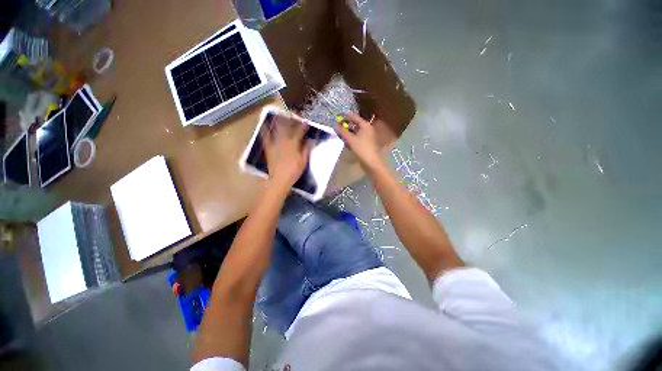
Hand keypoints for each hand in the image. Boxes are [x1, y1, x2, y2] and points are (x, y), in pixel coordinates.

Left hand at [262, 113, 311, 187]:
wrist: (279, 179)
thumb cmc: (294, 171)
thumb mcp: (303, 161)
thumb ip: (307, 149)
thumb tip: (311, 140)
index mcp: (294, 144)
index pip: (299, 132)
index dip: (303, 127)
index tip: (306, 123)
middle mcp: (284, 141)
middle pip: (287, 128)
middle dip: (290, 120)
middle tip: (292, 115)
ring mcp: (275, 144)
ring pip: (276, 130)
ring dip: (278, 121)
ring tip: (279, 115)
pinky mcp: (269, 148)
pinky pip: (266, 138)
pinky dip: (265, 131)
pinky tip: (264, 125)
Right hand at [334, 113, 380, 169]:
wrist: (370, 162)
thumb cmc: (361, 149)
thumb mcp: (350, 139)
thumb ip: (343, 132)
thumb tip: (336, 126)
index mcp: (365, 125)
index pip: (354, 117)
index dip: (346, 116)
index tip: (338, 115)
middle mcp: (367, 129)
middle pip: (355, 123)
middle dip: (346, 124)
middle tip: (337, 124)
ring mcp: (367, 136)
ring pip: (356, 131)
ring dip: (348, 131)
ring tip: (339, 131)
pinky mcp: (365, 143)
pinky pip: (357, 136)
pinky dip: (351, 136)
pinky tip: (345, 139)